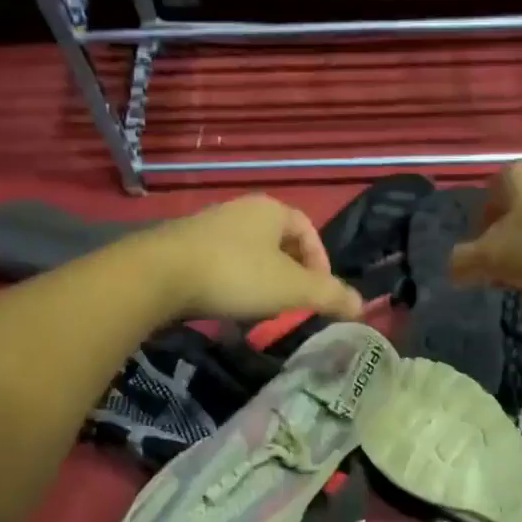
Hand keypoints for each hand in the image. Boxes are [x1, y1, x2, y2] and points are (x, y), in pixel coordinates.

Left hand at [139, 194, 364, 322]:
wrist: (158, 276)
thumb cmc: (237, 275)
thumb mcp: (293, 289)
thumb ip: (330, 295)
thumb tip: (363, 305)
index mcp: (270, 210)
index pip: (308, 230)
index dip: (321, 261)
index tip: (320, 292)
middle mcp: (239, 210)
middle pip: (278, 243)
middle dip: (290, 275)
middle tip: (292, 304)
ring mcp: (207, 226)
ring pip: (248, 255)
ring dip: (261, 282)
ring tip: (259, 311)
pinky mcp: (181, 247)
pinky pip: (220, 265)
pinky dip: (231, 285)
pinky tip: (225, 309)